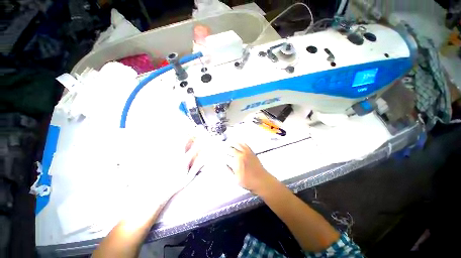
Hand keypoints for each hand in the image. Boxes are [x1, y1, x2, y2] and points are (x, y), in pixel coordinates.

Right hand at [226, 142, 273, 192]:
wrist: (262, 180)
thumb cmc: (249, 182)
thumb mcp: (236, 180)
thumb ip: (230, 171)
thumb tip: (226, 164)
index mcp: (236, 163)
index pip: (226, 157)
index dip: (222, 156)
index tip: (221, 156)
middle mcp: (241, 155)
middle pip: (230, 149)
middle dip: (225, 150)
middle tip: (223, 150)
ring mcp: (246, 153)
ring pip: (237, 144)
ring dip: (231, 144)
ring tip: (228, 144)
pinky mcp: (251, 152)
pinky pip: (244, 144)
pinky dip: (240, 143)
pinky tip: (238, 143)